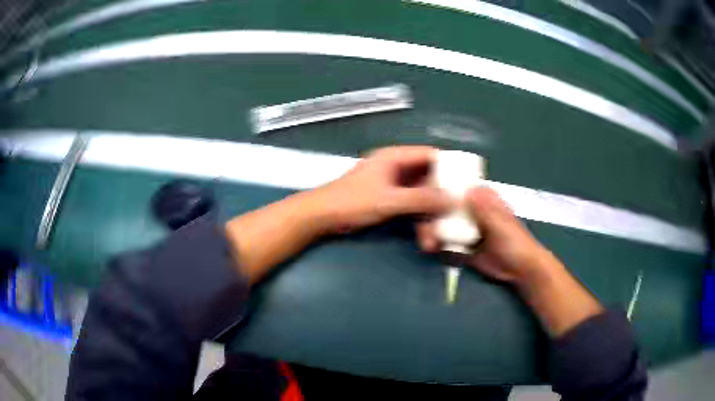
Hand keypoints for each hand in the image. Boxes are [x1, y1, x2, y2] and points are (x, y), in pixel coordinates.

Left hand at [313, 146, 451, 233]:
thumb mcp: (389, 200)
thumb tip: (451, 200)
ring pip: (421, 197)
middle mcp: (396, 168)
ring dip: (429, 217)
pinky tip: (425, 238)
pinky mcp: (389, 201)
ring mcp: (393, 186)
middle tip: (455, 217)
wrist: (320, 217)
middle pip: (429, 179)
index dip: (449, 167)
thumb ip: (420, 200)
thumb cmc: (352, 202)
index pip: (431, 155)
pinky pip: (411, 207)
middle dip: (440, 200)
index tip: (466, 184)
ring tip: (435, 239)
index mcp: (395, 157)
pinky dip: (418, 220)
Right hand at [417, 187, 556, 284]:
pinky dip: (437, 242)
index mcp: (483, 199)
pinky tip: (431, 247)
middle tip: (424, 226)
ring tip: (428, 242)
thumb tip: (469, 189)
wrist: (519, 270)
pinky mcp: (462, 244)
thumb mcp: (501, 224)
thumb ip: (486, 209)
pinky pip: (445, 240)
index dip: (441, 185)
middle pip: (445, 205)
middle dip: (432, 213)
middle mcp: (471, 210)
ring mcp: (465, 227)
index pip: (458, 186)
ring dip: (432, 230)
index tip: (424, 190)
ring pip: (443, 223)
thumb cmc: (515, 242)